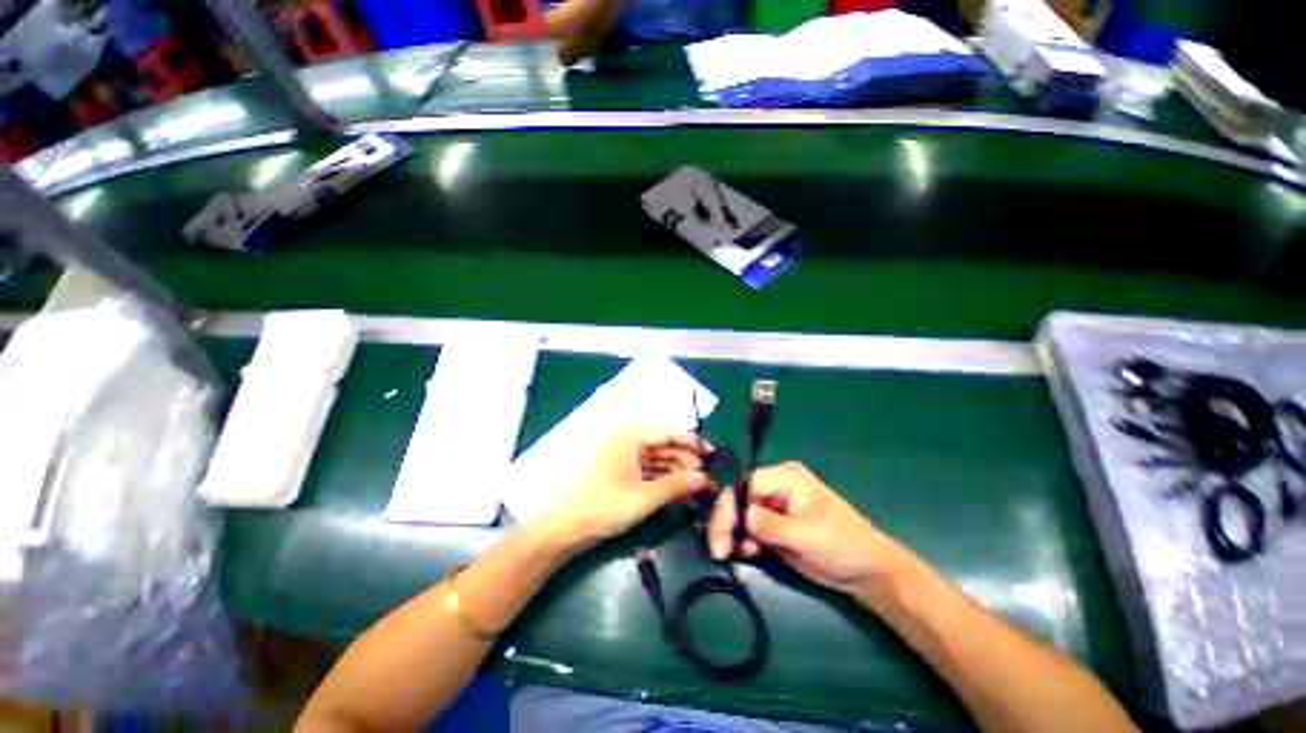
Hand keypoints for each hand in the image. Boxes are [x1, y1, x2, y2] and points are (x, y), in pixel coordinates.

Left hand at [548, 428, 710, 547]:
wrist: (570, 529)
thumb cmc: (606, 507)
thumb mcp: (644, 497)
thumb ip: (676, 485)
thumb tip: (705, 478)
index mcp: (630, 436)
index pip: (668, 433)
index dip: (692, 443)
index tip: (712, 453)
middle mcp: (629, 440)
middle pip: (665, 446)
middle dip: (687, 462)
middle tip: (709, 478)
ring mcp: (627, 455)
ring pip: (660, 460)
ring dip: (679, 473)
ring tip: (701, 487)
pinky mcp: (626, 470)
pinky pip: (651, 470)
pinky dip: (666, 480)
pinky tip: (684, 492)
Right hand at [707, 461, 906, 595]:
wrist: (867, 572)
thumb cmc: (843, 544)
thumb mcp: (807, 534)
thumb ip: (771, 525)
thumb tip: (741, 519)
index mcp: (785, 477)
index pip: (746, 484)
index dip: (729, 505)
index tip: (720, 533)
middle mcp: (775, 486)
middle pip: (738, 497)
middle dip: (725, 521)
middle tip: (718, 550)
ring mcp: (773, 507)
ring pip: (739, 513)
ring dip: (731, 532)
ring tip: (731, 554)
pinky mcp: (773, 526)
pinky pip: (747, 528)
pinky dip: (741, 540)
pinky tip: (745, 553)